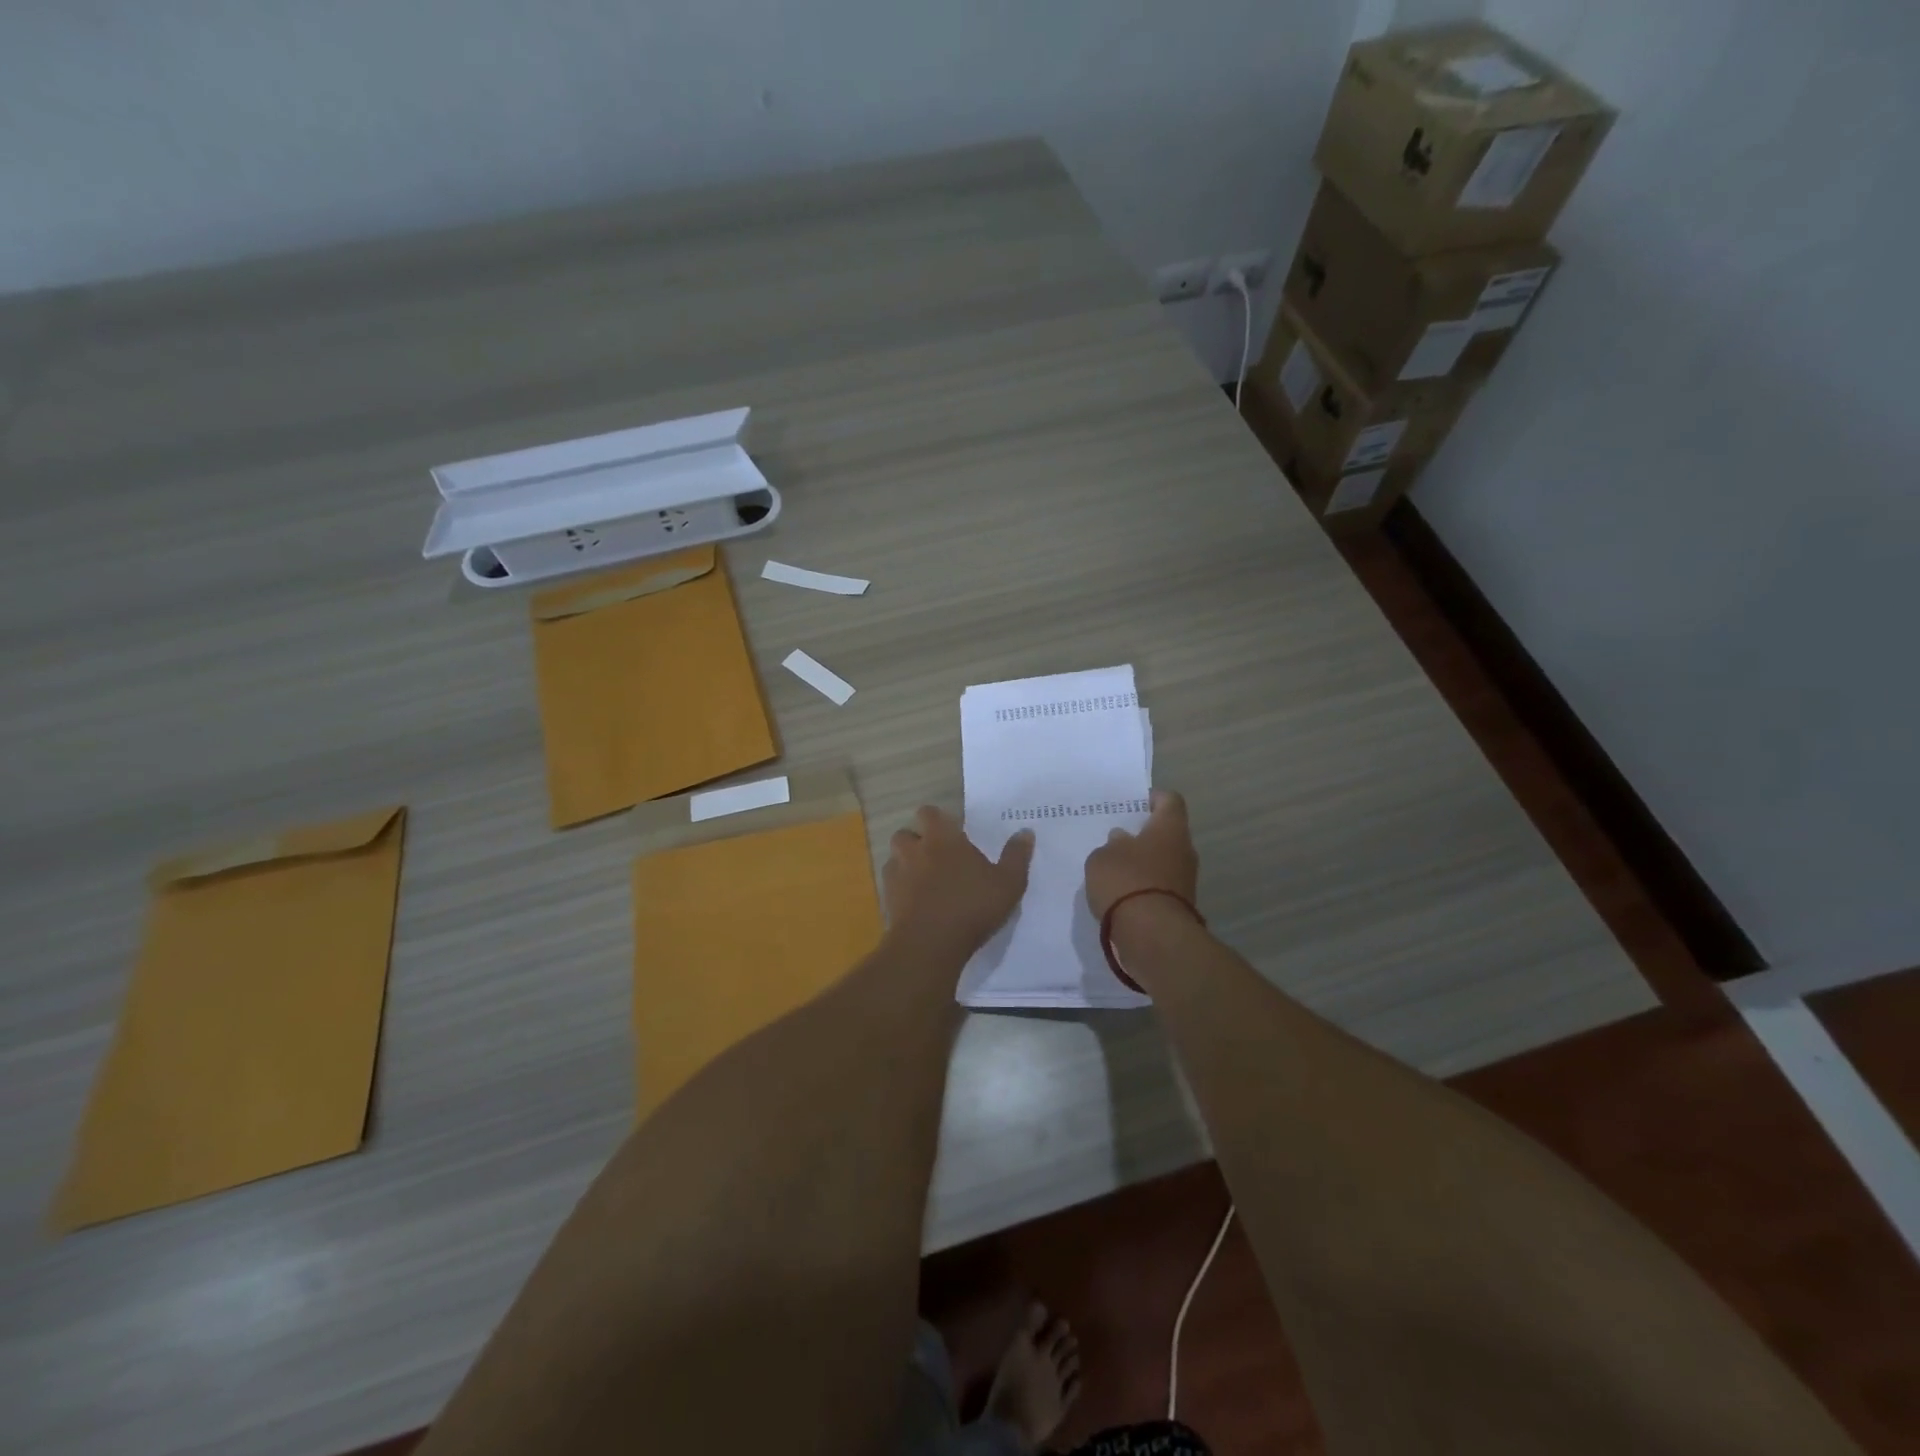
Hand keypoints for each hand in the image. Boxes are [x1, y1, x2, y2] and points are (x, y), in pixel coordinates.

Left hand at [884, 806, 1034, 956]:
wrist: (929, 945)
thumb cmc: (971, 907)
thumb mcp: (1007, 884)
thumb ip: (1016, 856)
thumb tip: (1025, 832)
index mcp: (942, 839)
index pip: (928, 813)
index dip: (937, 819)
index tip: (951, 832)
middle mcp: (914, 850)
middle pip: (906, 834)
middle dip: (917, 841)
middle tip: (937, 856)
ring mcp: (896, 874)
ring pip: (895, 859)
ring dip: (906, 863)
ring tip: (924, 879)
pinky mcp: (887, 899)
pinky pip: (891, 885)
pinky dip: (901, 888)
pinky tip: (916, 902)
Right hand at [1083, 789, 1198, 920]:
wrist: (1152, 935)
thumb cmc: (1126, 881)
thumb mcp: (1102, 857)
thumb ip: (1111, 845)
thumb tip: (1122, 840)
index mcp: (1170, 828)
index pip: (1170, 800)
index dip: (1153, 798)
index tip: (1134, 804)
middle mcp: (1184, 850)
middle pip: (1167, 833)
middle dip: (1144, 834)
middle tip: (1116, 837)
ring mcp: (1185, 880)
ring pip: (1163, 861)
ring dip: (1143, 863)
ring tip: (1114, 868)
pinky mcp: (1180, 906)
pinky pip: (1160, 886)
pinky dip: (1144, 886)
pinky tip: (1121, 893)